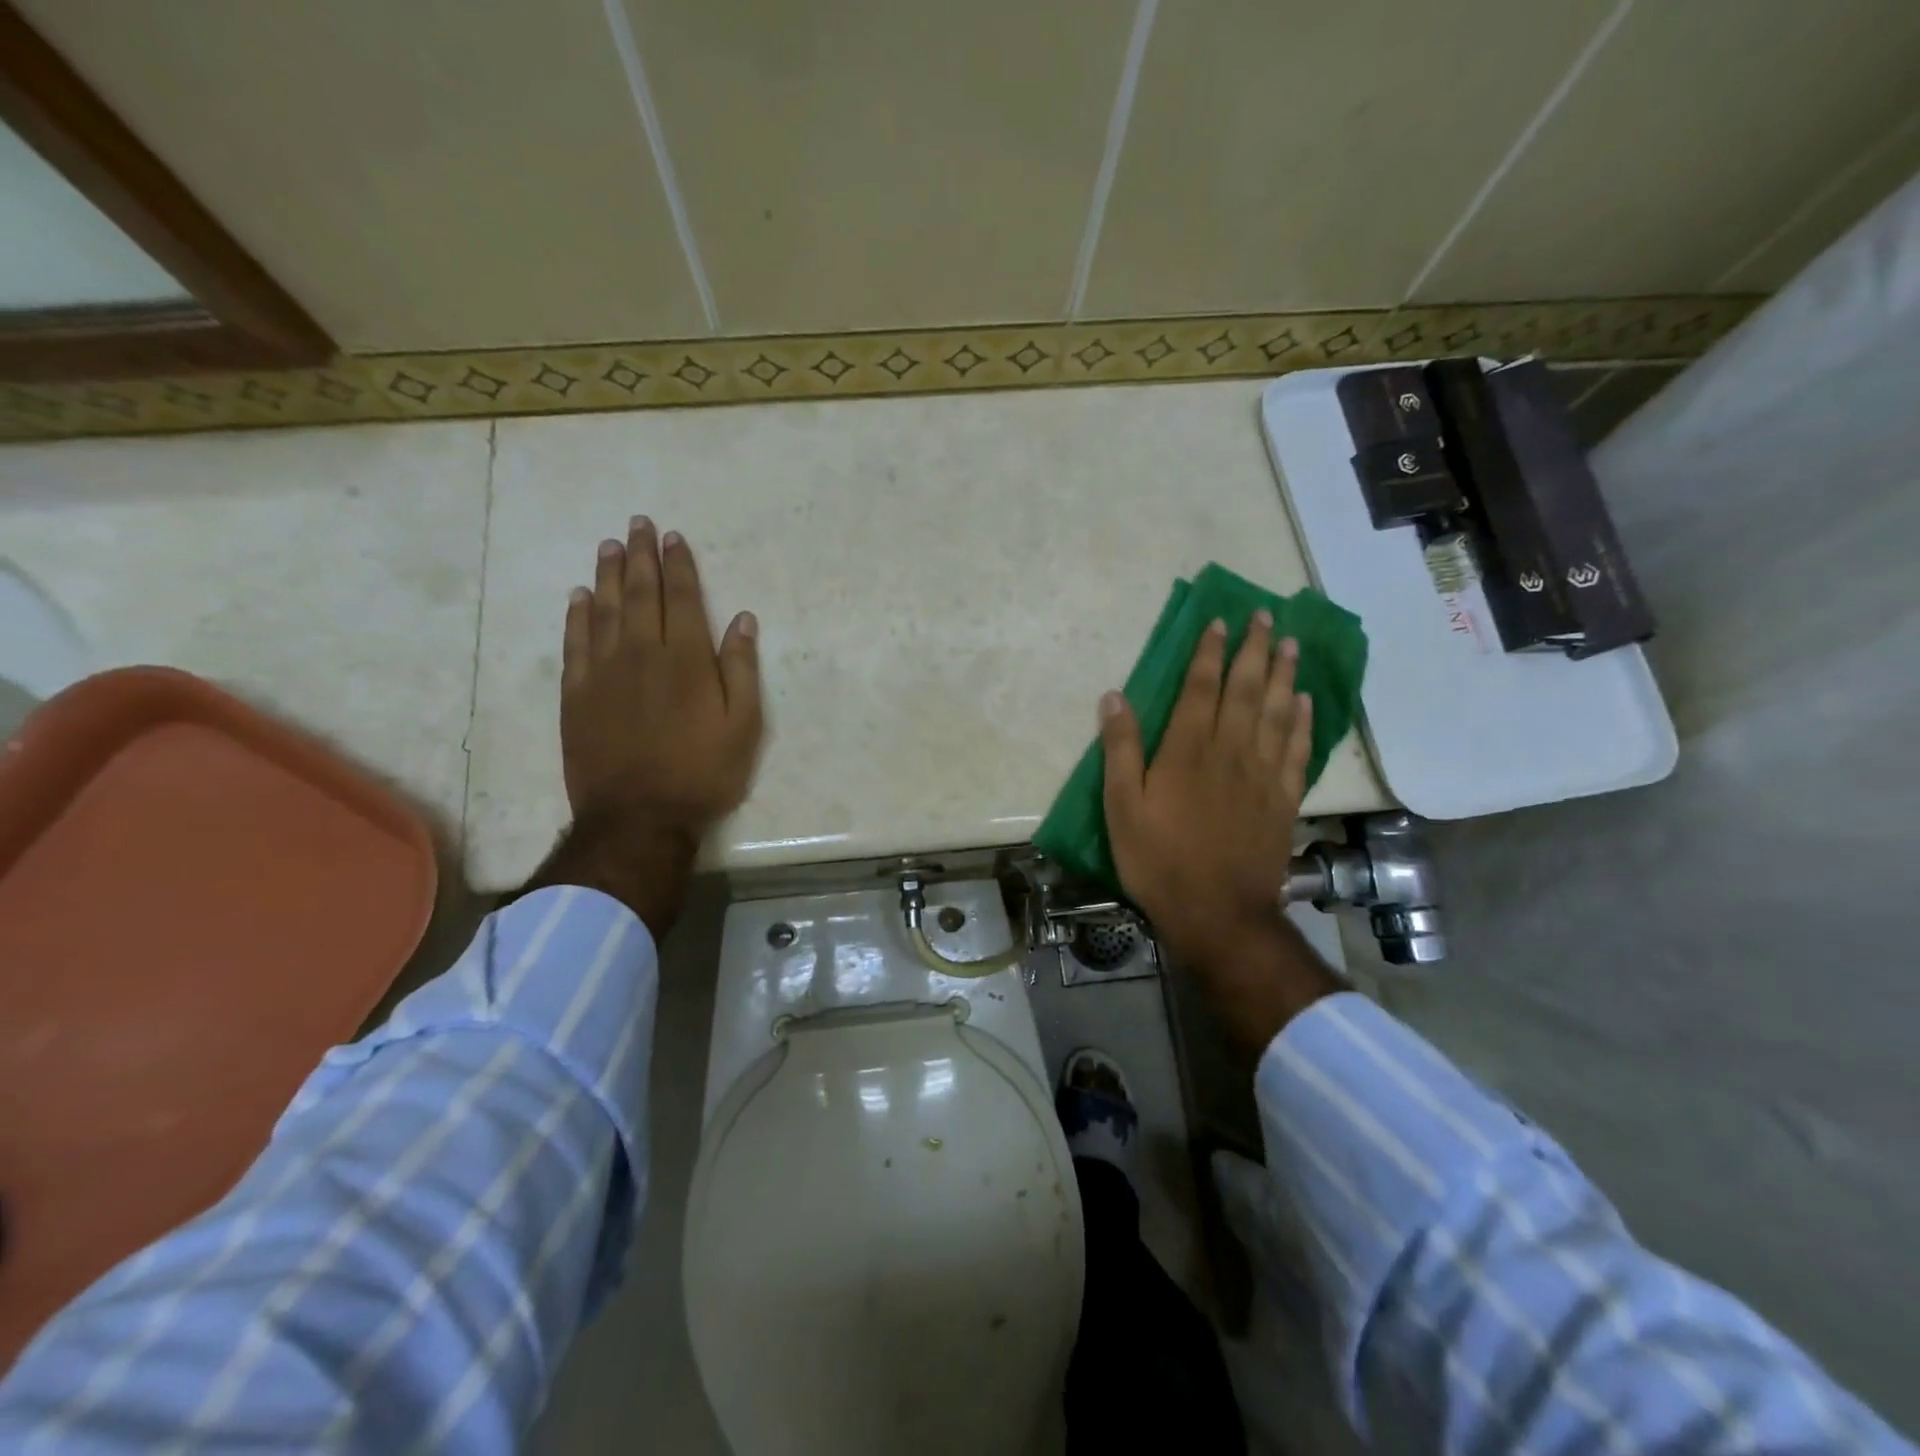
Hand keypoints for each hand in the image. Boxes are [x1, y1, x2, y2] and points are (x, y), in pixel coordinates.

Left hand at [519, 517, 762, 937]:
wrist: (638, 817)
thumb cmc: (702, 773)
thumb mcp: (744, 727)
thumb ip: (741, 670)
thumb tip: (741, 620)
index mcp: (687, 660)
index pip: (682, 598)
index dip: (678, 565)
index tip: (672, 537)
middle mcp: (642, 654)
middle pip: (641, 594)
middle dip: (641, 556)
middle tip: (637, 524)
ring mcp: (603, 672)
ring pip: (605, 610)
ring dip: (608, 575)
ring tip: (609, 547)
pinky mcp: (576, 694)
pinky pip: (575, 643)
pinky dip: (577, 616)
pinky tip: (580, 597)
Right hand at [1099, 611, 1336, 1049]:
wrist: (1218, 913)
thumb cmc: (1159, 860)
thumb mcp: (1121, 808)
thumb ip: (1120, 750)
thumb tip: (1114, 698)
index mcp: (1187, 751)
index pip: (1201, 688)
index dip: (1208, 652)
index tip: (1218, 621)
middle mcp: (1230, 751)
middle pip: (1245, 689)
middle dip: (1252, 649)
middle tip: (1263, 615)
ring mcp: (1262, 774)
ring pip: (1277, 711)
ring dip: (1283, 674)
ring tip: (1289, 643)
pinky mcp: (1283, 799)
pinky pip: (1297, 749)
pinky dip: (1303, 721)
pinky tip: (1305, 701)